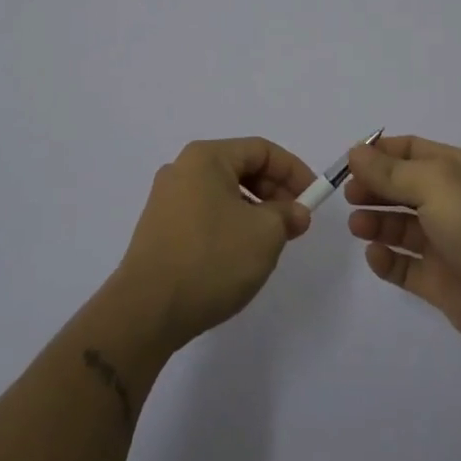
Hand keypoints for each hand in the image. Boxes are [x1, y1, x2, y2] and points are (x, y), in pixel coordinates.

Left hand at [114, 138, 316, 348]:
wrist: (146, 310)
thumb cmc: (211, 258)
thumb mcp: (264, 234)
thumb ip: (287, 215)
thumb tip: (295, 213)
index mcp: (206, 157)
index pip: (261, 150)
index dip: (293, 170)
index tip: (314, 198)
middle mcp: (182, 169)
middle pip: (240, 168)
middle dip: (274, 192)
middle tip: (296, 222)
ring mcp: (166, 200)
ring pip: (223, 193)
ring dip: (254, 211)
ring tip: (272, 242)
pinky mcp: (159, 229)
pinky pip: (206, 214)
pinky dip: (231, 225)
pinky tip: (240, 255)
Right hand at [345, 135, 460, 352]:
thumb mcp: (433, 183)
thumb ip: (390, 171)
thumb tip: (355, 152)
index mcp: (457, 170)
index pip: (412, 151)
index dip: (379, 153)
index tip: (348, 161)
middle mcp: (451, 202)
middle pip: (402, 187)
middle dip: (373, 188)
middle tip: (348, 195)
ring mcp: (445, 243)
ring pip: (401, 227)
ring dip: (375, 222)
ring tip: (357, 225)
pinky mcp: (439, 281)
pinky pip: (404, 266)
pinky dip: (386, 260)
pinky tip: (375, 255)